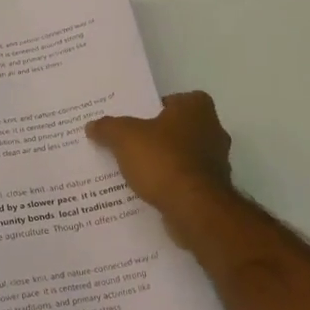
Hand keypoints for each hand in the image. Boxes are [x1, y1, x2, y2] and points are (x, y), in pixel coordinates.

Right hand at [86, 91, 236, 218]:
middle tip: (128, 144)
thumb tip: (92, 125)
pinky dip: (169, 184)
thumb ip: (108, 128)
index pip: (172, 100)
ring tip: (133, 171)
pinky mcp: (213, 190)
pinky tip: (148, 192)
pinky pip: (184, 181)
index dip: (152, 109)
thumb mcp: (124, 137)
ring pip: (181, 156)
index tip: (132, 121)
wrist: (194, 209)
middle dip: (155, 137)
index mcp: (197, 108)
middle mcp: (213, 130)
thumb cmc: (163, 160)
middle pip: (176, 129)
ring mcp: (216, 162)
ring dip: (163, 163)